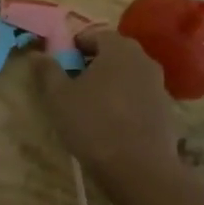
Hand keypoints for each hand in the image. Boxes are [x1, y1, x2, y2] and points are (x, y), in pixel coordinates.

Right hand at [33, 27, 180, 185]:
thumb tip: (37, 54)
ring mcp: (159, 85)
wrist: (140, 169)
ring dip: (111, 83)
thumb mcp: (59, 97)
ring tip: (91, 105)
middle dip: (94, 63)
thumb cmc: (94, 124)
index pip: (96, 35)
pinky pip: (140, 96)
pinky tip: (112, 123)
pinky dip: (125, 102)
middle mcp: (143, 59)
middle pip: (115, 53)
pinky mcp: (166, 110)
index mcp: (119, 48)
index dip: (77, 46)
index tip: (63, 63)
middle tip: (74, 82)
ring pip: (129, 75)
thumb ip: (47, 71)